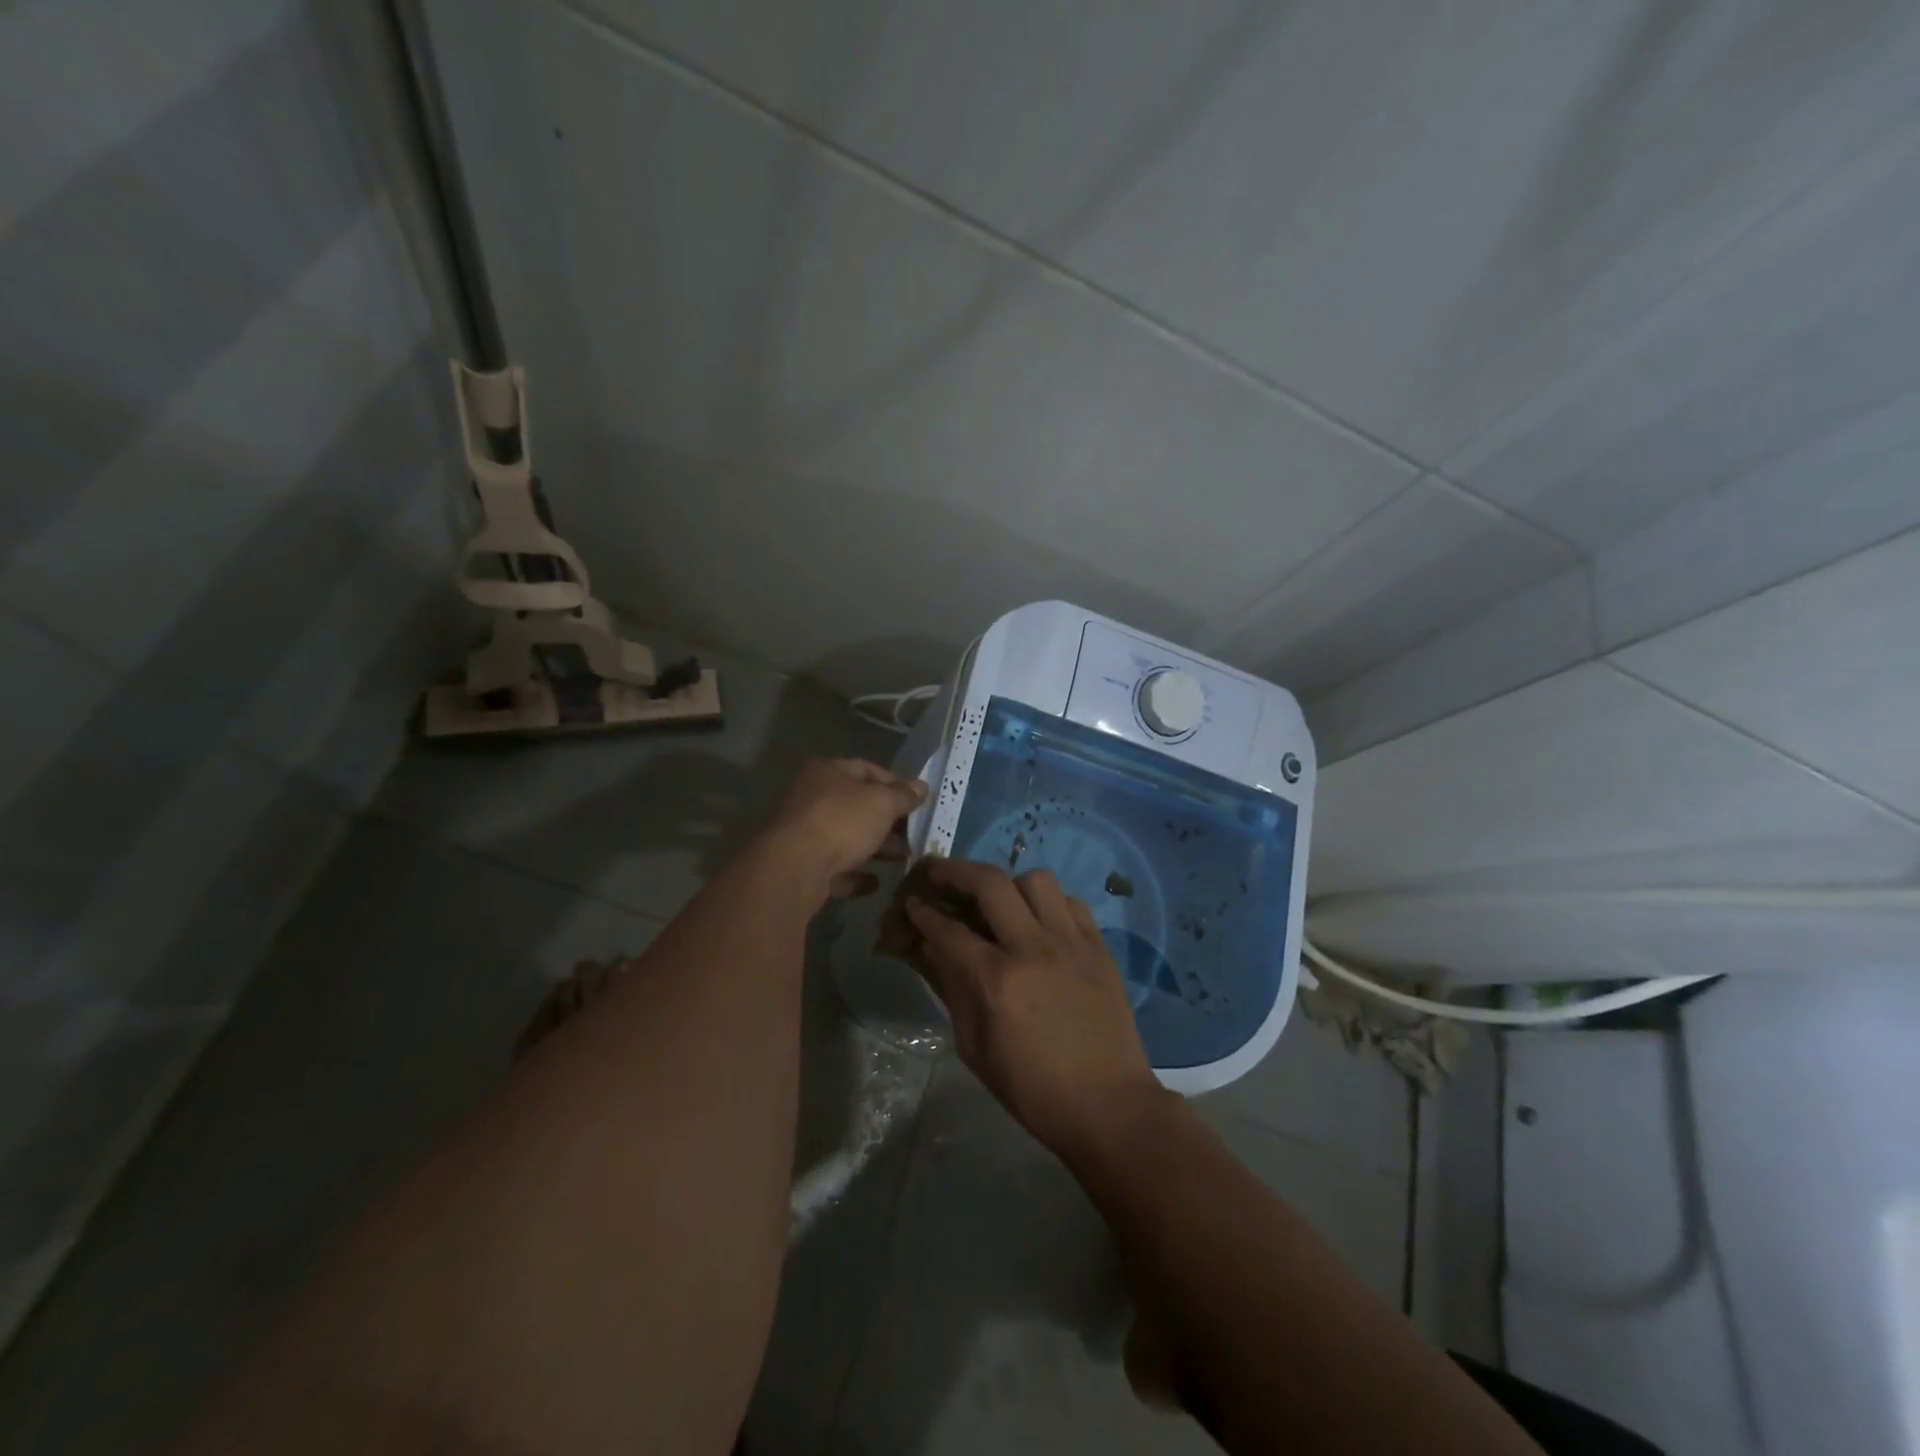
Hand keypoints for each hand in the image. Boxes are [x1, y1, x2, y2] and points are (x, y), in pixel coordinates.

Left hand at [762, 758, 925, 900]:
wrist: (796, 869)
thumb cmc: (842, 822)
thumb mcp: (882, 802)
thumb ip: (903, 795)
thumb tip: (922, 787)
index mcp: (826, 772)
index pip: (867, 769)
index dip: (895, 782)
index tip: (918, 800)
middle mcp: (812, 799)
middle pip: (857, 805)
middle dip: (888, 818)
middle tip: (914, 830)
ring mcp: (805, 834)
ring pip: (848, 837)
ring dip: (877, 847)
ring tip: (904, 856)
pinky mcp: (804, 867)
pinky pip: (837, 868)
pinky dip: (857, 873)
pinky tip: (877, 882)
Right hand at [905, 859, 1168, 1156]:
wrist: (1108, 1106)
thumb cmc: (1033, 1089)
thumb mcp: (975, 1048)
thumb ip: (952, 990)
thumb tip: (929, 950)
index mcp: (998, 981)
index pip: (949, 929)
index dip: (923, 912)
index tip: (911, 902)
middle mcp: (1034, 948)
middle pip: (991, 883)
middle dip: (956, 871)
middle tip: (940, 874)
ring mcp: (1072, 943)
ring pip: (1037, 880)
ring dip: (1009, 884)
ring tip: (999, 902)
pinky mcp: (1099, 947)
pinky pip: (1072, 902)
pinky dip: (1051, 904)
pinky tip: (1041, 924)